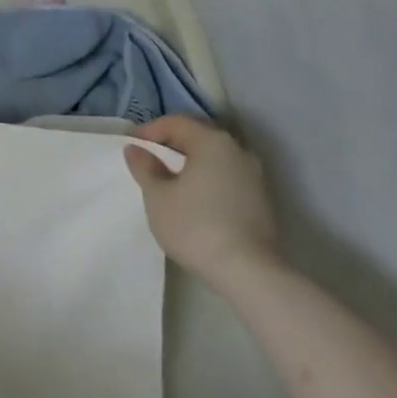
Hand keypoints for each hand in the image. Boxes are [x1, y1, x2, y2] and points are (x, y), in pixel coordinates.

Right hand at [124, 117, 278, 286]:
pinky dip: (208, 182)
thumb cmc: (196, 226)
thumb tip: (136, 149)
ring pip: (215, 160)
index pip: (176, 123)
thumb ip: (145, 168)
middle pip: (198, 138)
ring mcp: (255, 177)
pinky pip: (228, 179)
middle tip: (150, 161)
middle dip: (172, 146)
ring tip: (171, 183)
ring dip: (192, 165)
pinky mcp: (263, 202)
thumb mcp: (158, 197)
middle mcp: (237, 150)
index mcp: (212, 141)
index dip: (150, 131)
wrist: (250, 274)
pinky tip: (196, 202)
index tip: (133, 146)